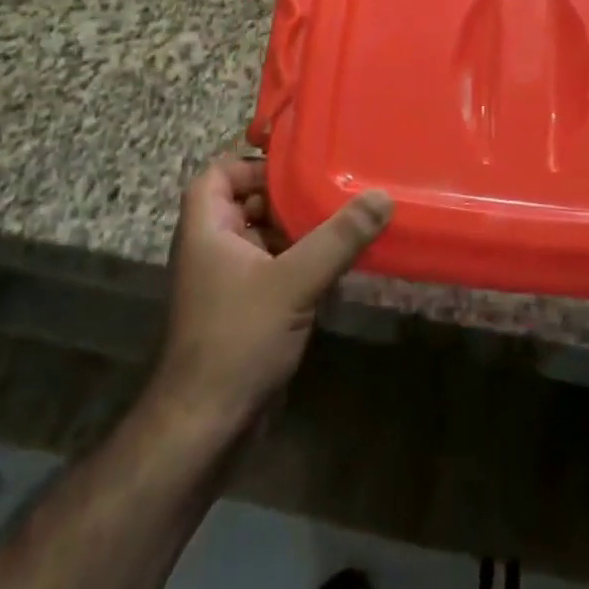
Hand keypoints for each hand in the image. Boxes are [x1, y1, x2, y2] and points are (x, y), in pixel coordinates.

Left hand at [152, 156, 392, 435]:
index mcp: (207, 227)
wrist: (207, 425)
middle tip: (336, 189)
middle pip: (249, 202)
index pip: (221, 172)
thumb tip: (382, 196)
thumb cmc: (238, 338)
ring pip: (265, 236)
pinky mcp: (246, 307)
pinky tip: (338, 263)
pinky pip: (275, 267)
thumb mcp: (294, 281)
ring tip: (346, 220)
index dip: (255, 163)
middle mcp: (213, 246)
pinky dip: (301, 260)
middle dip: (289, 196)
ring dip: (300, 229)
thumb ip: (339, 237)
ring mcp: (228, 279)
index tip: (301, 166)